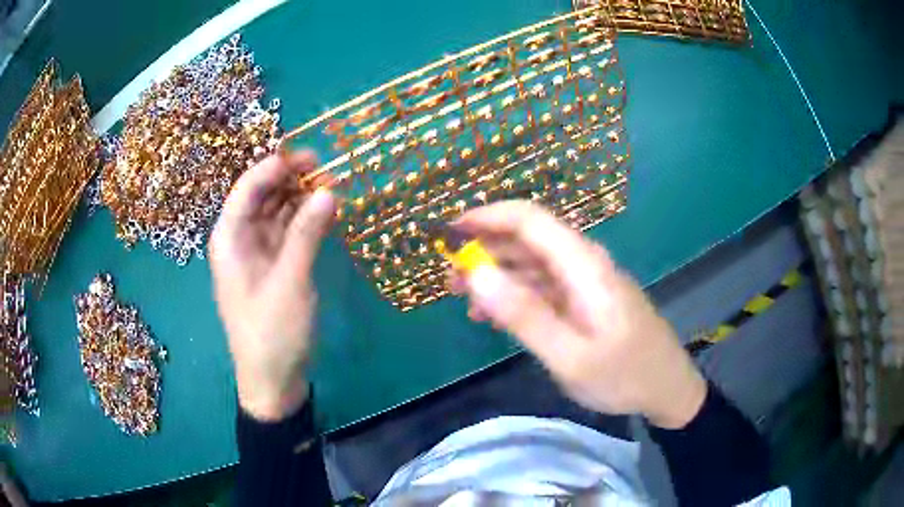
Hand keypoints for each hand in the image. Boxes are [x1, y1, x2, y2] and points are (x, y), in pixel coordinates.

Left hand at [210, 151, 335, 421]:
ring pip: (278, 212)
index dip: (274, 166)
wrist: (273, 380)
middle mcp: (240, 239)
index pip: (247, 188)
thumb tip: (328, 190)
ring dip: (302, 198)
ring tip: (334, 184)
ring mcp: (258, 253)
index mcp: (229, 238)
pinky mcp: (275, 266)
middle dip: (291, 178)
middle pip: (263, 196)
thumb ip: (307, 233)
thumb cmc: (272, 332)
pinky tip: (328, 212)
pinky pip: (290, 233)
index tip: (309, 155)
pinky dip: (307, 221)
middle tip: (328, 167)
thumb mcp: (290, 282)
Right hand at [451, 201, 705, 428]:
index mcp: (583, 265)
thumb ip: (524, 314)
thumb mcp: (570, 355)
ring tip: (463, 299)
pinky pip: (543, 287)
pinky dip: (514, 295)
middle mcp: (583, 263)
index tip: (449, 233)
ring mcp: (584, 281)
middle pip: (526, 239)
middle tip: (449, 278)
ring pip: (531, 264)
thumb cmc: (623, 375)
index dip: (486, 217)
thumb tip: (476, 273)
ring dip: (495, 275)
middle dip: (483, 250)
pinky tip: (493, 316)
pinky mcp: (584, 299)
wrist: (666, 388)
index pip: (529, 219)